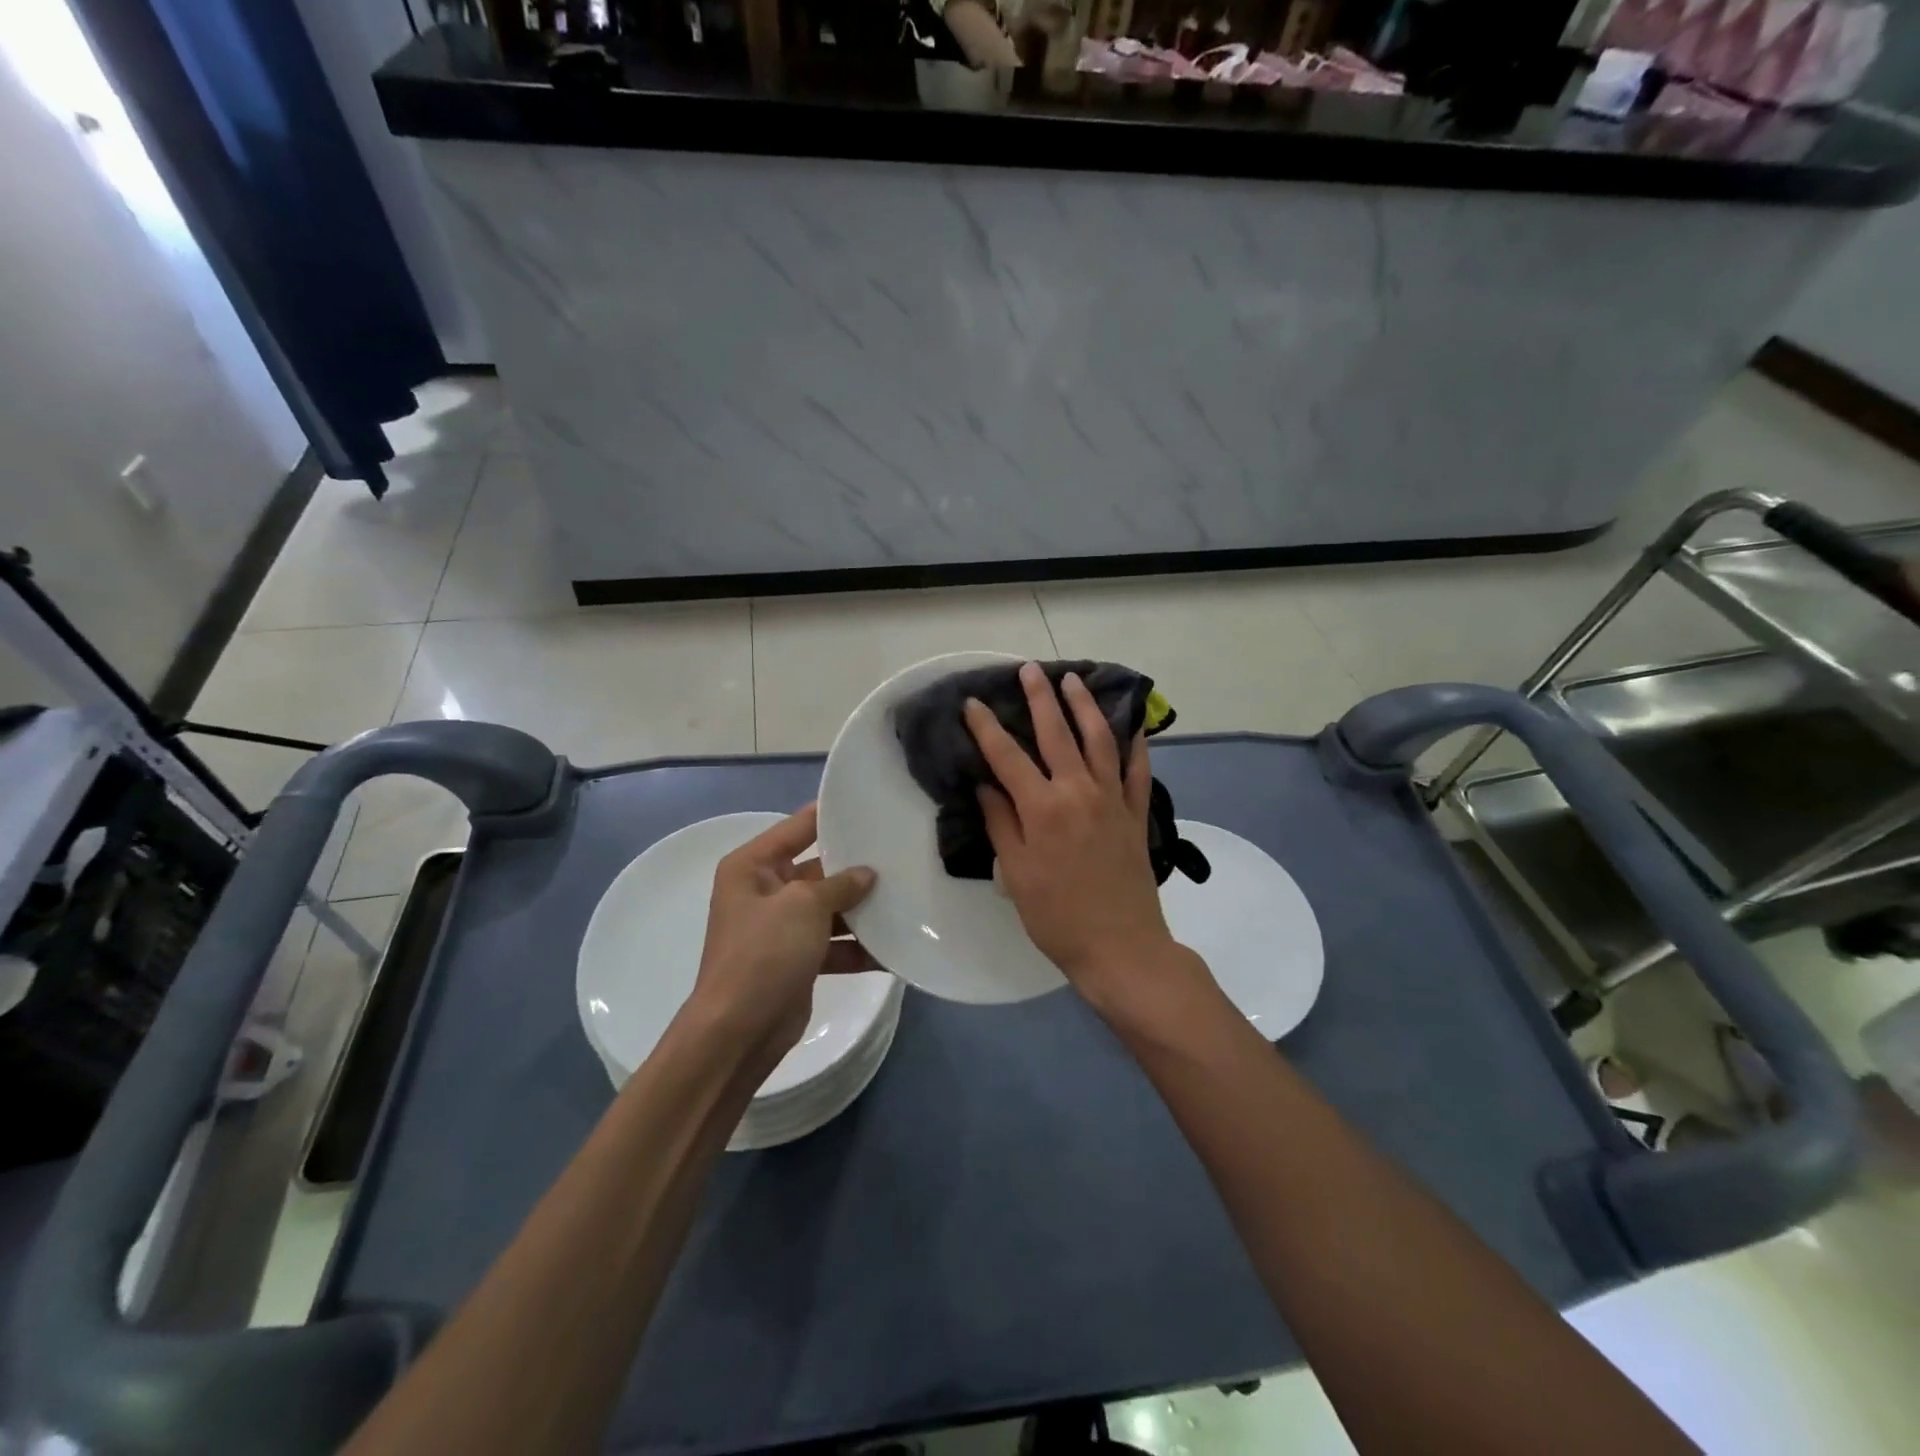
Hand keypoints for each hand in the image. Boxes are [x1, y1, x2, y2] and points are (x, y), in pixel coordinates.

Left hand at [687, 804, 877, 1071]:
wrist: (739, 1030)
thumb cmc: (764, 952)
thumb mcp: (803, 905)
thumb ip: (839, 884)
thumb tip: (866, 874)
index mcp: (752, 866)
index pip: (797, 828)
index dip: (830, 816)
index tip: (869, 804)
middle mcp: (764, 891)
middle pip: (818, 869)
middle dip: (855, 868)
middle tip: (900, 855)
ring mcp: (780, 928)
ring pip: (829, 908)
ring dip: (862, 910)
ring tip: (906, 898)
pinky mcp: (796, 960)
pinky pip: (833, 944)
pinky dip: (858, 947)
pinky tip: (894, 948)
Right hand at [964, 662, 1179, 1001]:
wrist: (1120, 946)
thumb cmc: (1057, 916)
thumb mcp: (1015, 873)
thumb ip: (1001, 822)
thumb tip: (986, 784)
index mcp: (1042, 808)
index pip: (1007, 756)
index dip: (987, 727)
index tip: (973, 703)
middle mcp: (1078, 791)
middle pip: (1056, 733)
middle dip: (1040, 698)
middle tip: (1029, 670)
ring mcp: (1112, 799)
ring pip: (1099, 739)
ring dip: (1085, 706)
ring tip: (1073, 681)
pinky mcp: (1135, 812)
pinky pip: (1137, 769)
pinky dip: (1135, 744)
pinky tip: (1132, 724)